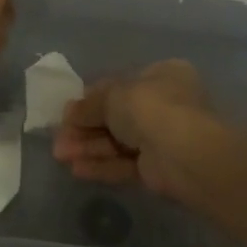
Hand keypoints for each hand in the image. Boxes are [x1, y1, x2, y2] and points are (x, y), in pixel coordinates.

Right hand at [52, 60, 218, 203]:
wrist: (187, 155)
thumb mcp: (113, 96)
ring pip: (118, 142)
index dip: (90, 98)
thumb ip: (89, 105)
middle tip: (59, 138)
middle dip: (85, 127)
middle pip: (116, 116)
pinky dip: (102, 165)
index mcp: (161, 76)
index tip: (67, 112)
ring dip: (88, 147)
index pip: (119, 85)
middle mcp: (164, 104)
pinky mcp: (158, 169)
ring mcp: (162, 138)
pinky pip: (124, 164)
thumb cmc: (152, 108)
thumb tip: (69, 112)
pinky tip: (77, 170)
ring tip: (60, 156)